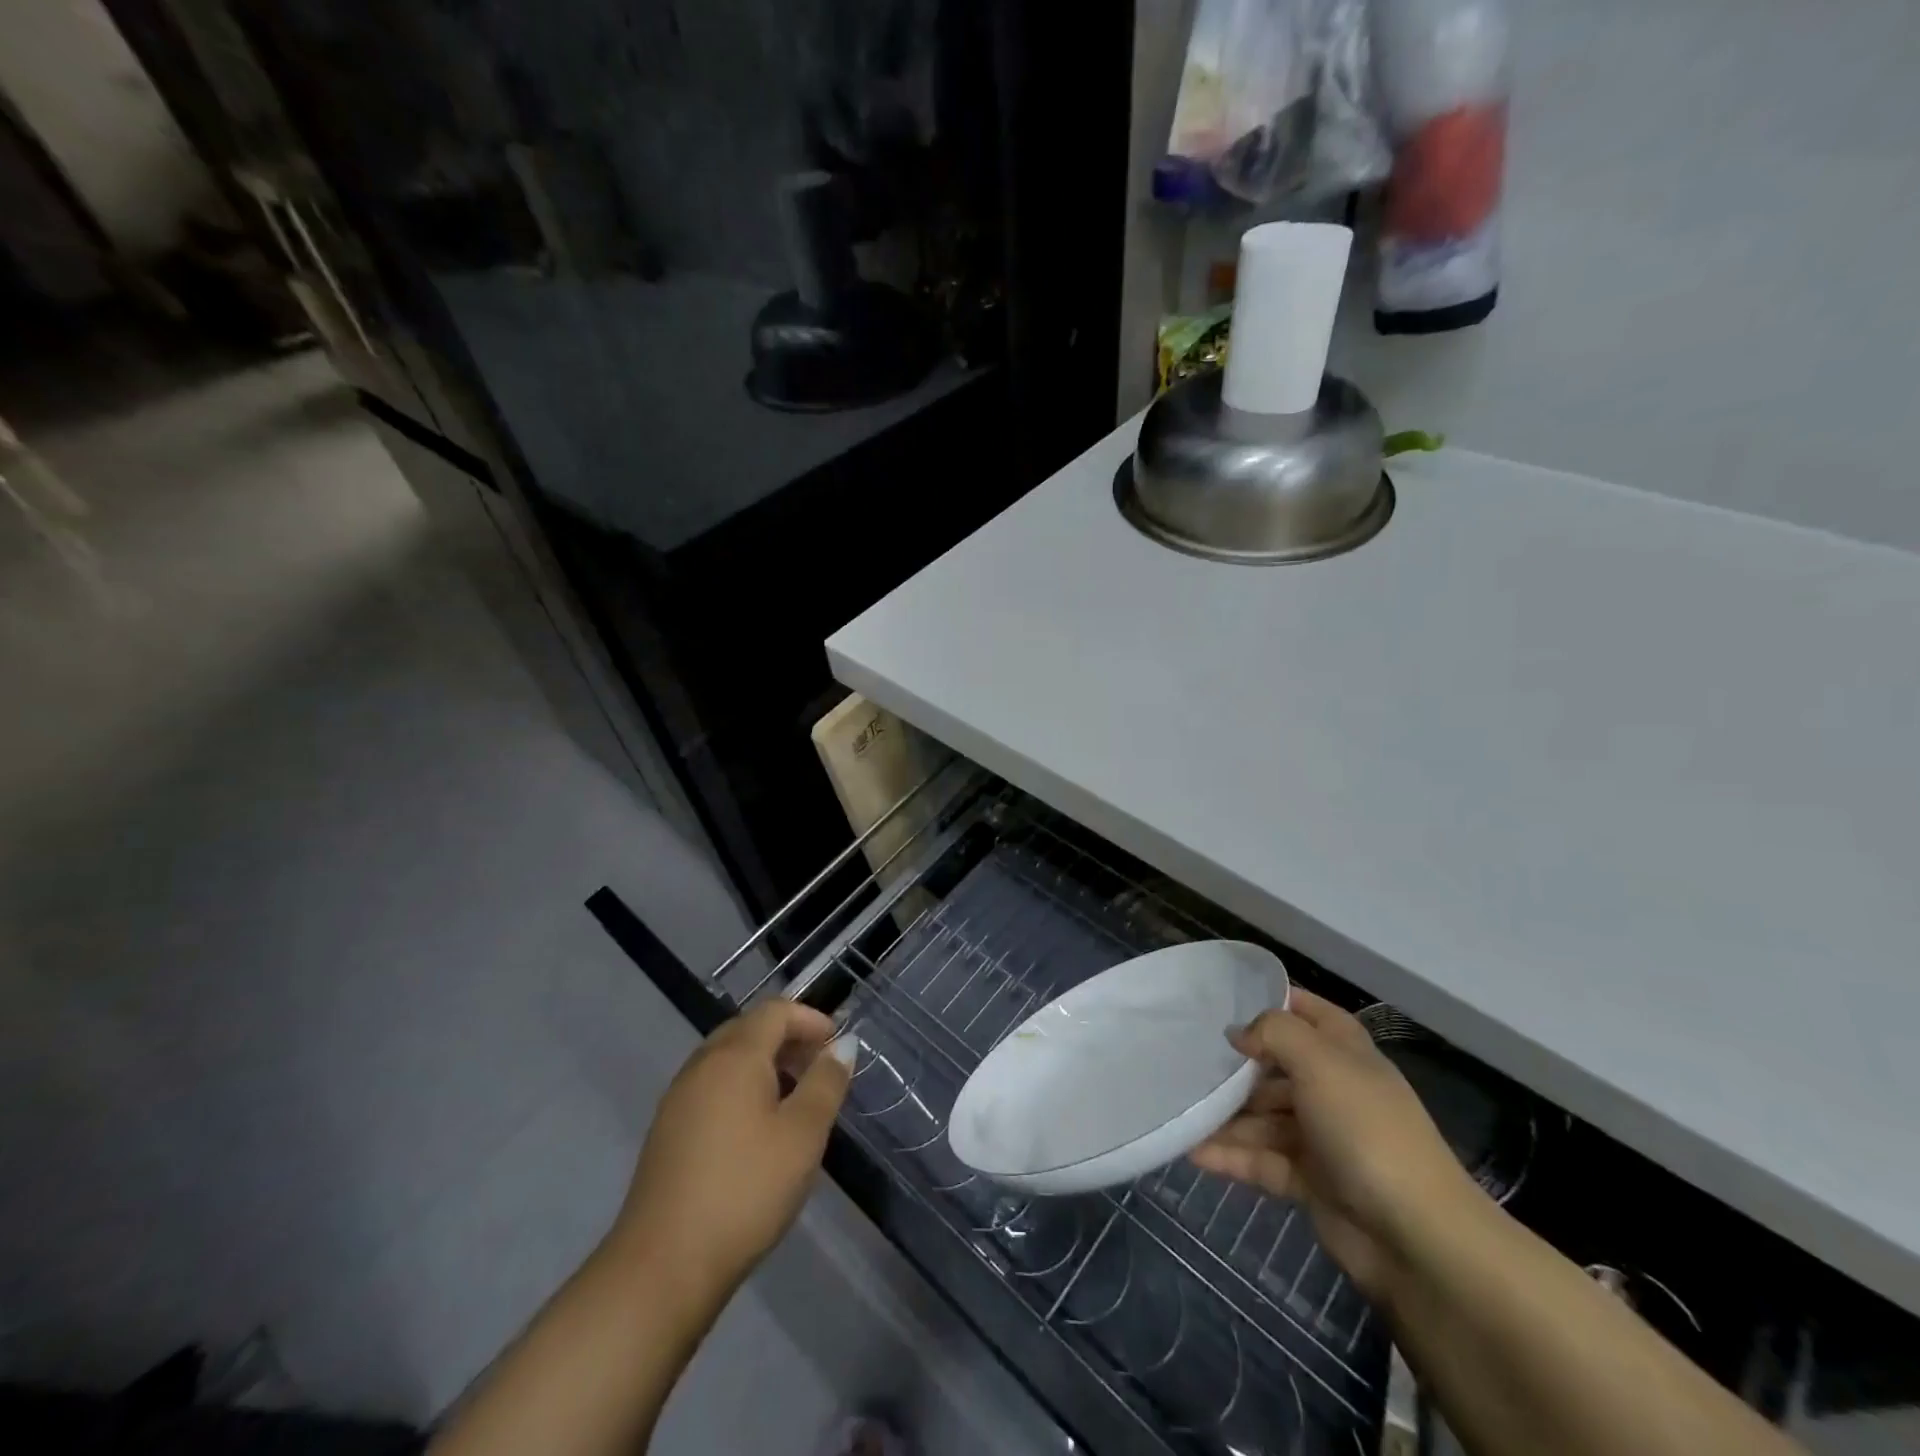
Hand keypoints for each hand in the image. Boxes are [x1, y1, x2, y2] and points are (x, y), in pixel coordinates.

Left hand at [608, 1000, 853, 1305]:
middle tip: (818, 1068)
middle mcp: (702, 1065)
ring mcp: (679, 1098)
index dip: (810, 1019)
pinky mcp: (668, 1131)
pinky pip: (711, 1086)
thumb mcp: (803, 1135)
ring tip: (794, 1099)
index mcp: (735, 1056)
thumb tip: (843, 1044)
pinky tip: (757, 1129)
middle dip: (787, 1038)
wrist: (662, 1267)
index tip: (837, 1046)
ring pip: (727, 1058)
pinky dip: (741, 1087)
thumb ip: (826, 1082)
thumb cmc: (745, 1190)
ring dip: (764, 1064)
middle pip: (748, 1029)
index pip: (775, 1011)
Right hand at [1189, 990, 1482, 1298]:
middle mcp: (1332, 1089)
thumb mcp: (1319, 1062)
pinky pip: (1260, 1159)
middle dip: (1234, 1065)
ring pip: (1262, 1116)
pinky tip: (1191, 1150)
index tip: (1222, 1000)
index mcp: (1344, 1053)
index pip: (1306, 1012)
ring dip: (1224, 1115)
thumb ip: (1274, 1032)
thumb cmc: (1366, 1130)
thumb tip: (1237, 1034)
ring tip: (1178, 1108)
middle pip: (1274, 1067)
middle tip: (1183, 1059)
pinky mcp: (1309, 1181)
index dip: (1271, 1001)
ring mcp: (1320, 1137)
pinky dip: (1229, 1155)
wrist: (1416, 1237)